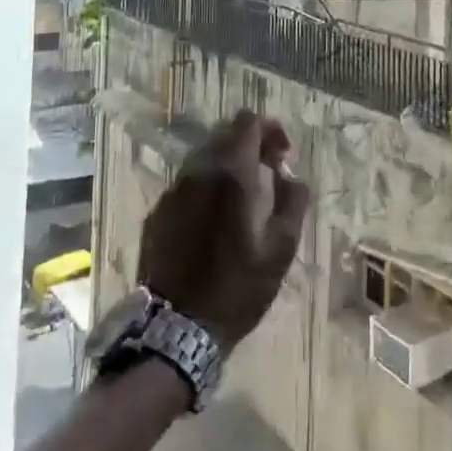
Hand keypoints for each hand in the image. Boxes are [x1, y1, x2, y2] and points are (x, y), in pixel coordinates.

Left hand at [138, 111, 311, 350]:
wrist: (176, 329)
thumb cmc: (237, 287)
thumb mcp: (281, 248)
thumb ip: (294, 200)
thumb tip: (291, 175)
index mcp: (230, 172)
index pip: (247, 121)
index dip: (270, 129)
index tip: (283, 156)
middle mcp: (197, 170)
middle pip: (224, 133)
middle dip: (250, 144)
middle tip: (268, 173)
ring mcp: (173, 190)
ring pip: (203, 156)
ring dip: (227, 164)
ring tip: (243, 197)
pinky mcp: (158, 212)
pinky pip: (187, 183)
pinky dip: (206, 186)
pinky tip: (215, 219)